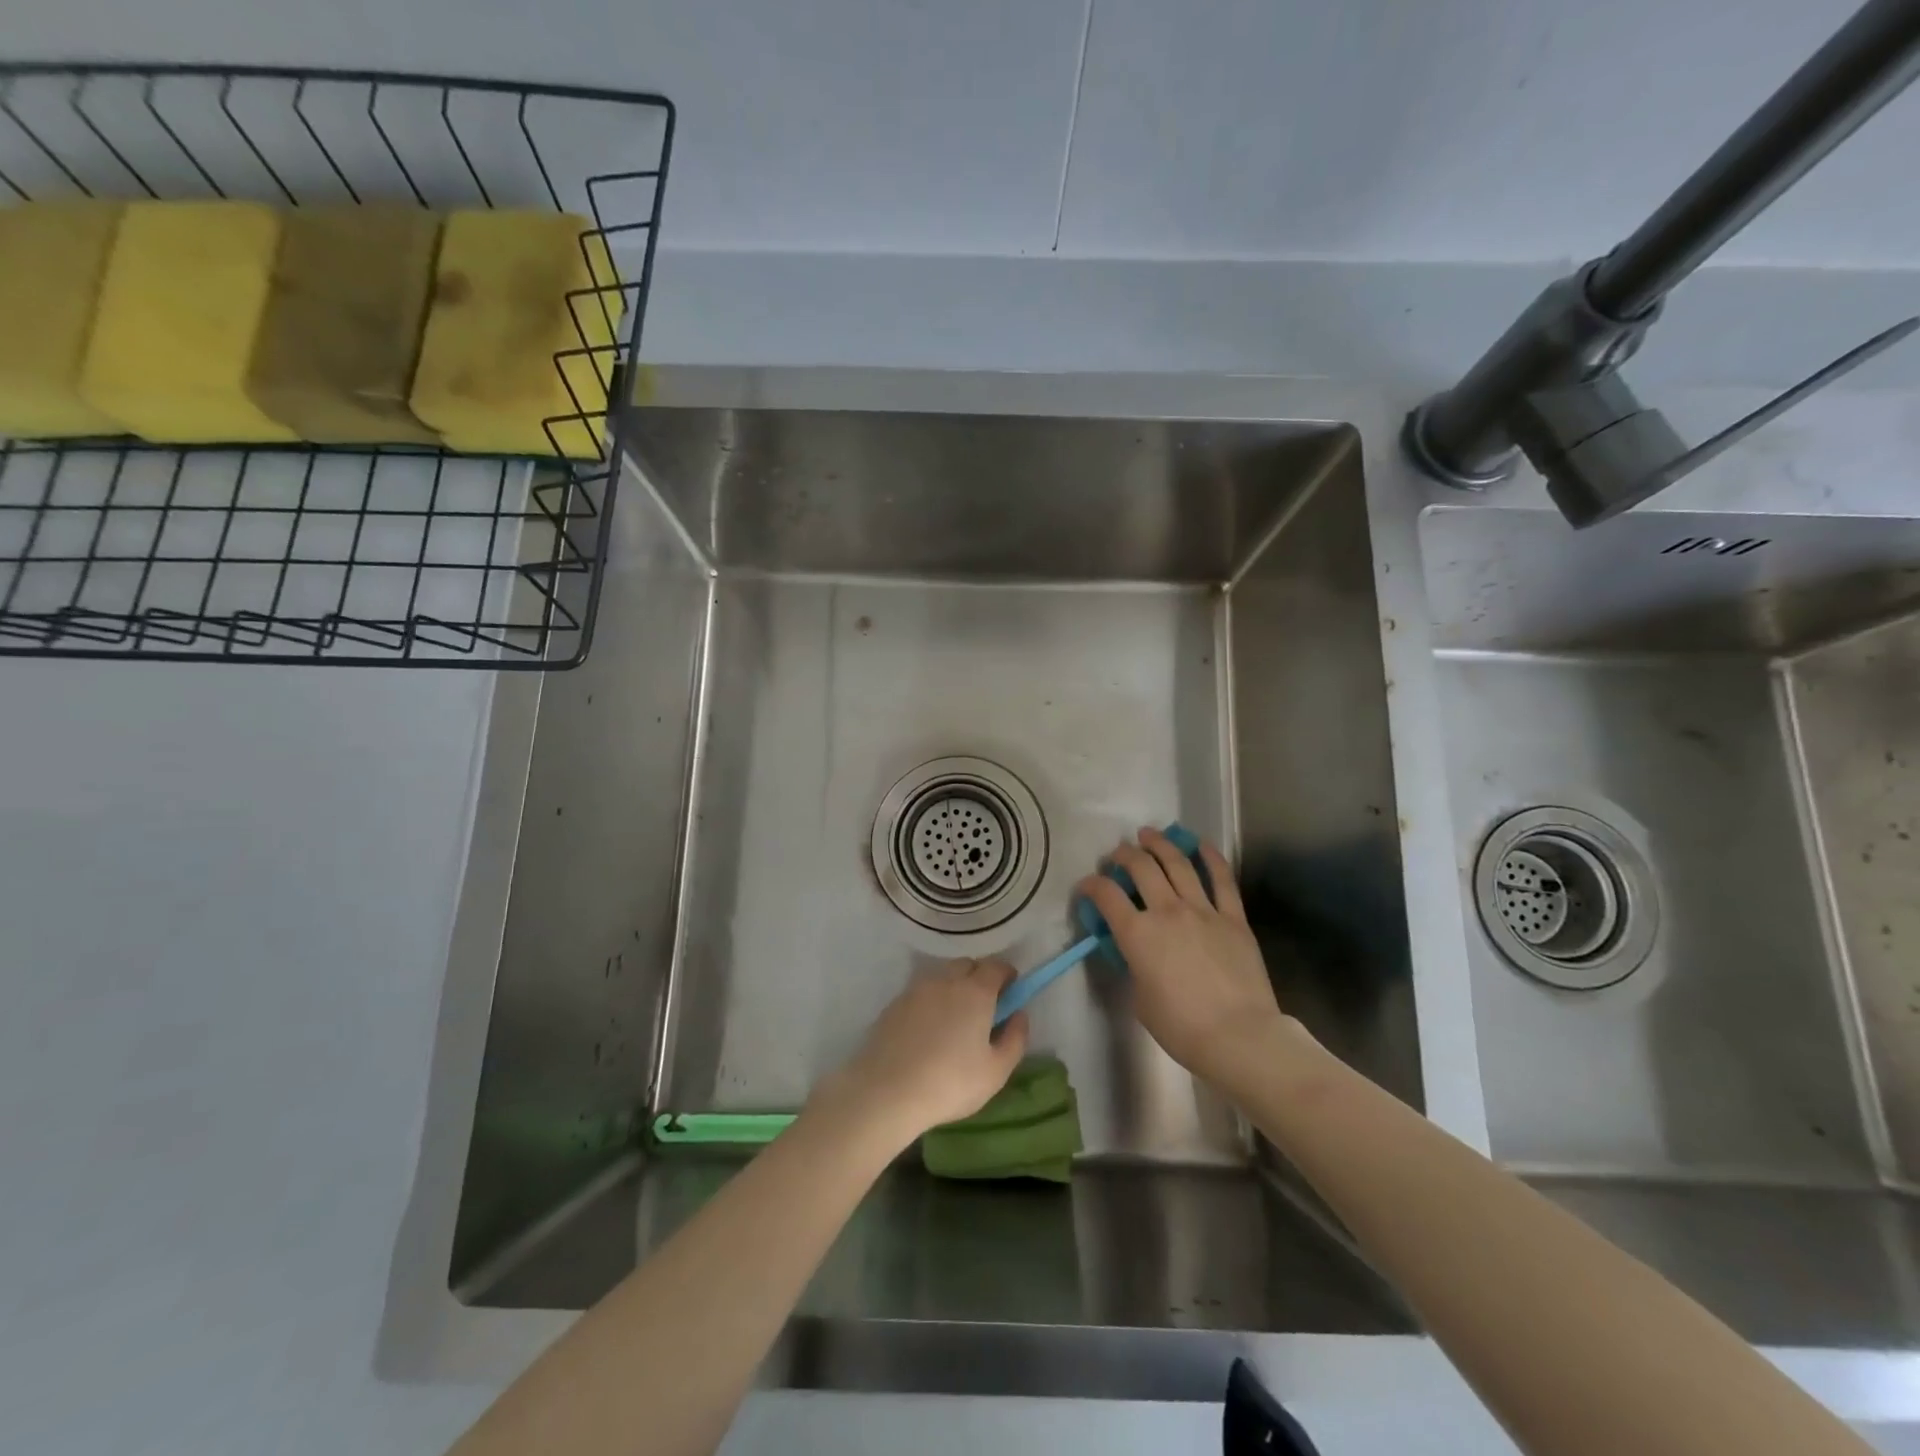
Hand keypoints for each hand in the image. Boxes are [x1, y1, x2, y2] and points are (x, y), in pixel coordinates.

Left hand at [814, 959, 1029, 1145]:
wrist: (886, 1090)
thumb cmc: (950, 1082)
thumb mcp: (996, 1071)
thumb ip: (1015, 1038)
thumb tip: (1019, 1015)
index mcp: (975, 991)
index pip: (996, 966)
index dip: (1007, 975)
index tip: (1011, 992)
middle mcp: (946, 980)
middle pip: (967, 965)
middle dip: (980, 977)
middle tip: (984, 1007)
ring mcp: (917, 989)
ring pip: (942, 976)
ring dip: (954, 987)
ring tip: (955, 1020)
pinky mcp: (895, 1003)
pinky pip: (921, 992)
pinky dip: (931, 1001)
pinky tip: (928, 1030)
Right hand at [1075, 828, 1286, 1085]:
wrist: (1239, 1037)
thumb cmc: (1181, 1027)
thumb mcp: (1140, 998)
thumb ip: (1134, 966)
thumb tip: (1136, 952)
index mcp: (1137, 934)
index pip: (1106, 896)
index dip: (1091, 885)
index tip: (1087, 886)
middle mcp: (1166, 912)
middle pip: (1140, 868)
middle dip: (1124, 855)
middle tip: (1118, 853)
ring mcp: (1203, 910)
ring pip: (1177, 864)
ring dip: (1160, 844)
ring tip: (1150, 834)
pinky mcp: (1233, 917)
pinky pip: (1222, 879)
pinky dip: (1211, 858)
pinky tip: (1201, 844)